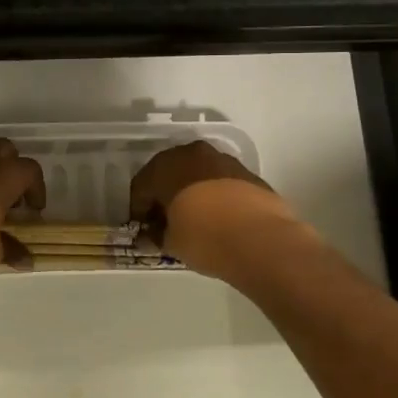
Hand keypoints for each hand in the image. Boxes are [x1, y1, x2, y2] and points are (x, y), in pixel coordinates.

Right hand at [129, 141, 298, 279]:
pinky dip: (214, 196)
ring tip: (193, 220)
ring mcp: (222, 160)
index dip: (138, 210)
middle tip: (165, 222)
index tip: (142, 229)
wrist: (260, 237)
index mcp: (164, 167)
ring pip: (197, 174)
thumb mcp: (171, 242)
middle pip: (169, 174)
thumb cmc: (203, 236)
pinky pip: (220, 182)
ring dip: (191, 192)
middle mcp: (191, 154)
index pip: (141, 187)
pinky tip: (218, 218)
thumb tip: (155, 234)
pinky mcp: (247, 172)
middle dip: (165, 196)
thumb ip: (158, 234)